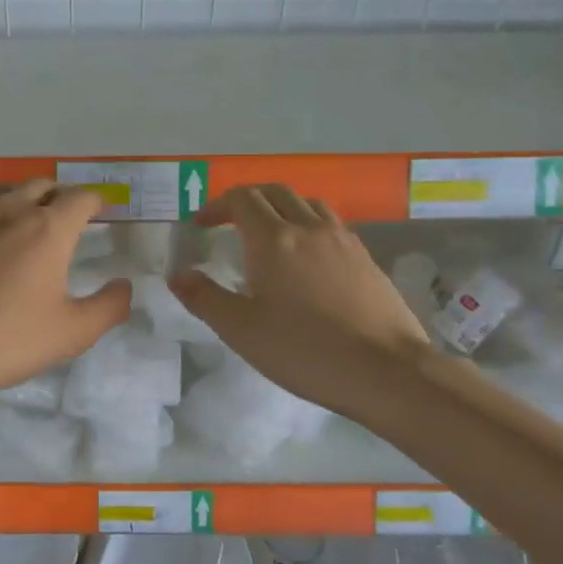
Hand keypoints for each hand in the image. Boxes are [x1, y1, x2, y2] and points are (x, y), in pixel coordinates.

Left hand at [0, 180, 130, 411]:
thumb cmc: (8, 341)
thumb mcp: (73, 333)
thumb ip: (110, 306)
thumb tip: (125, 285)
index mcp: (49, 229)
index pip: (81, 198)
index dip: (95, 201)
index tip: (100, 211)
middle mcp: (10, 209)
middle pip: (42, 185)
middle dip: (59, 196)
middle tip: (64, 217)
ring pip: (2, 190)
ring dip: (20, 198)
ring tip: (22, 219)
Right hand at [170, 185, 427, 414]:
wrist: (385, 371)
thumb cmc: (304, 350)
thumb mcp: (240, 330)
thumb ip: (203, 298)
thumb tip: (177, 274)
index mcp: (273, 239)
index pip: (241, 199)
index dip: (217, 205)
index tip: (202, 225)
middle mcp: (309, 227)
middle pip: (275, 192)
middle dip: (247, 200)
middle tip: (229, 223)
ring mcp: (343, 240)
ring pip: (308, 203)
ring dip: (282, 208)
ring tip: (270, 234)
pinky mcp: (366, 258)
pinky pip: (331, 225)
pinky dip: (309, 226)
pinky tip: (308, 259)